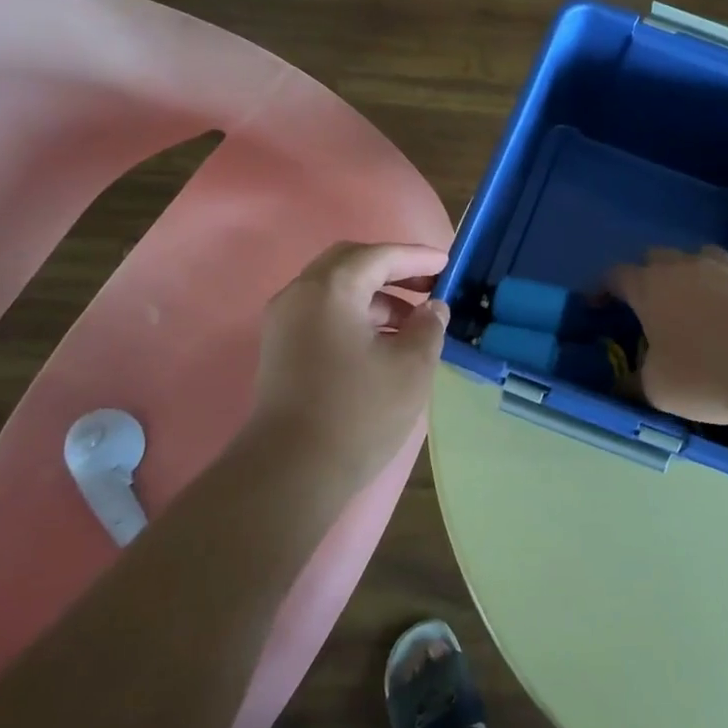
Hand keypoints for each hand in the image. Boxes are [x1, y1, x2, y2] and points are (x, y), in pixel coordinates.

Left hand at [249, 241, 451, 480]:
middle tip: (428, 285)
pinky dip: (355, 315)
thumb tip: (433, 309)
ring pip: (335, 290)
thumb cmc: (358, 412)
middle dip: (392, 269)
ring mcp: (284, 322)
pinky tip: (383, 341)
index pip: (379, 256)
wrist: (291, 472)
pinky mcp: (281, 348)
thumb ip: (428, 327)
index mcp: (330, 288)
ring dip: (375, 296)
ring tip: (413, 321)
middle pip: (350, 263)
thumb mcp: (410, 367)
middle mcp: (300, 294)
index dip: (416, 257)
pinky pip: (323, 313)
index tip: (447, 264)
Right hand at [605, 246, 727, 425]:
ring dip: (685, 276)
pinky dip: (719, 291)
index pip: (615, 276)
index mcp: (649, 286)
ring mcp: (724, 270)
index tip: (595, 305)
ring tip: (687, 305)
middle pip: (655, 259)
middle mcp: (683, 267)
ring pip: (695, 260)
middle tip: (644, 307)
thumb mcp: (656, 389)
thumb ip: (635, 381)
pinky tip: (724, 318)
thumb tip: (624, 383)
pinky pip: (727, 277)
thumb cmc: (705, 374)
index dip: (601, 289)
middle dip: (644, 278)